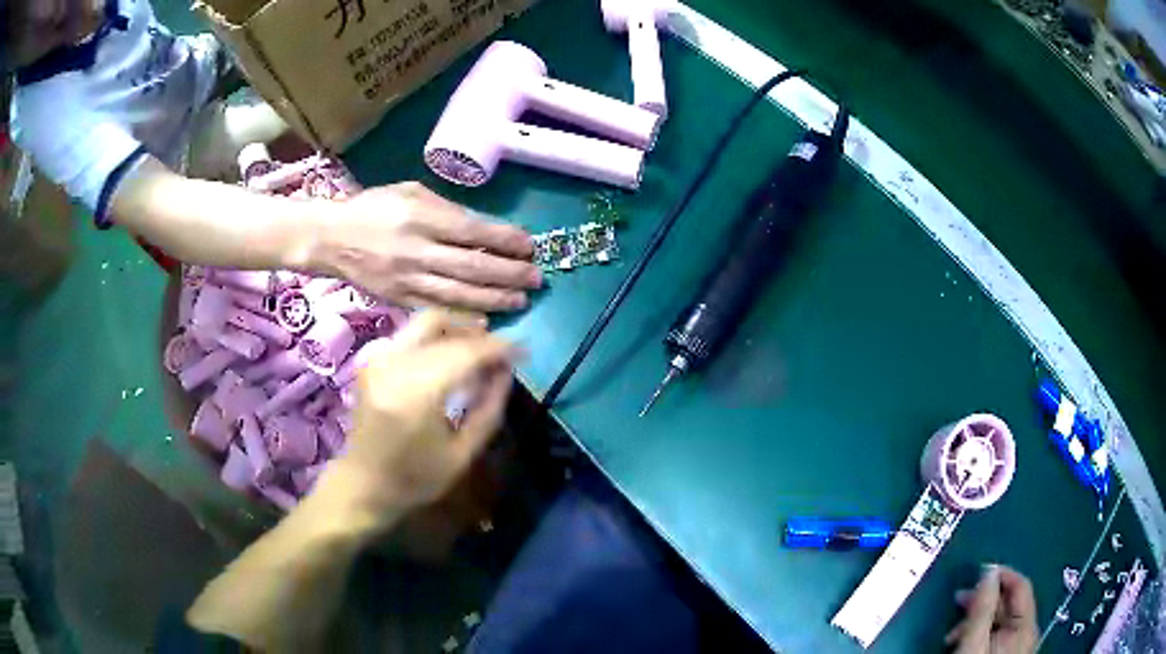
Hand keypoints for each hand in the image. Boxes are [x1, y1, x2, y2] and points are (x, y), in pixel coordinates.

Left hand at [319, 310, 517, 528]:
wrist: (363, 484)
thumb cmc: (416, 478)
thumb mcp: (463, 453)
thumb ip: (489, 408)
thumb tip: (507, 369)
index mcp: (415, 394)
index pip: (465, 352)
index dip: (499, 347)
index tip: (524, 350)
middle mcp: (393, 365)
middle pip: (443, 327)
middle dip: (479, 335)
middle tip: (503, 351)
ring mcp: (378, 358)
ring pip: (425, 322)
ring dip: (457, 329)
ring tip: (481, 348)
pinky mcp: (372, 359)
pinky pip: (411, 333)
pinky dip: (437, 336)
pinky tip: (452, 353)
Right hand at [320, 182, 540, 311]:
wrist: (330, 238)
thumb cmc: (372, 207)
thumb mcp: (410, 192)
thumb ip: (446, 210)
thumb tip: (484, 229)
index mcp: (420, 216)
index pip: (474, 231)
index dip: (506, 240)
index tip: (529, 246)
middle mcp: (416, 250)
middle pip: (473, 267)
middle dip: (510, 274)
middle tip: (536, 279)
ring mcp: (407, 279)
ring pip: (459, 294)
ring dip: (495, 299)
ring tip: (521, 301)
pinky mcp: (398, 300)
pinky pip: (437, 311)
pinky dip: (464, 316)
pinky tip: (487, 319)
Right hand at [946, 565, 1037, 653]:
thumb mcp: (973, 644)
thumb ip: (983, 608)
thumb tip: (988, 572)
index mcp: (1025, 626)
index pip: (1020, 585)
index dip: (1000, 575)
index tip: (976, 573)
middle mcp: (1028, 632)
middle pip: (1009, 604)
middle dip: (982, 602)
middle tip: (956, 603)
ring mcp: (1019, 647)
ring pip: (1001, 621)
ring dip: (977, 621)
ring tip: (952, 635)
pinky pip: (998, 636)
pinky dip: (980, 635)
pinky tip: (962, 644)